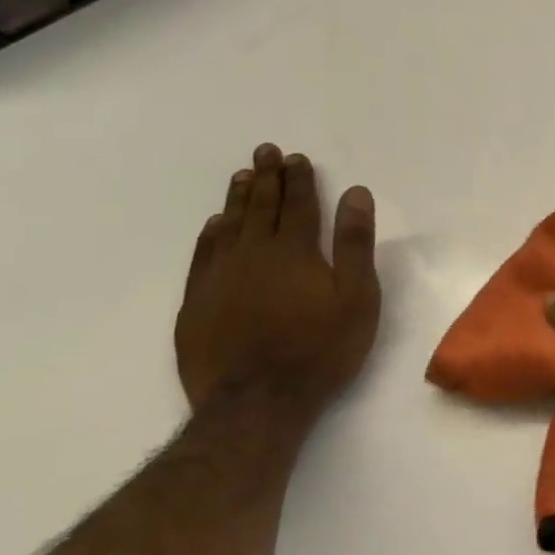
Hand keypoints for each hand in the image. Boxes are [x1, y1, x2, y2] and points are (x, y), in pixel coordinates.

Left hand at [174, 143, 381, 416]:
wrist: (257, 402)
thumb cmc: (320, 348)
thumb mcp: (357, 296)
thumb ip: (355, 243)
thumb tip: (355, 194)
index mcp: (295, 251)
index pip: (297, 205)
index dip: (299, 179)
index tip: (296, 157)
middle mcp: (253, 254)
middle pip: (260, 208)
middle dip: (266, 178)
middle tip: (265, 152)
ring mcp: (219, 278)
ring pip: (228, 226)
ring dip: (238, 199)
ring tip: (242, 177)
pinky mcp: (197, 303)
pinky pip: (202, 255)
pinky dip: (210, 234)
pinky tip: (214, 225)